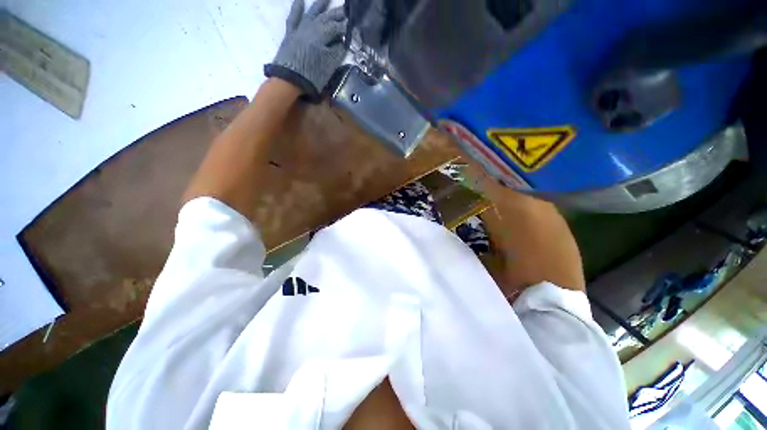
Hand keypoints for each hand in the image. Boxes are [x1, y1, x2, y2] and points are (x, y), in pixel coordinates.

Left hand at [265, 0, 347, 102]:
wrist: (289, 80)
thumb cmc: (312, 74)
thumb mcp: (329, 65)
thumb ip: (338, 51)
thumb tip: (344, 42)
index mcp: (322, 34)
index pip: (337, 28)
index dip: (346, 28)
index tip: (354, 27)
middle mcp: (311, 27)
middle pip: (326, 18)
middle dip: (337, 14)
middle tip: (346, 9)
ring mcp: (300, 29)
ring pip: (312, 13)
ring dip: (320, 5)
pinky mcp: (290, 34)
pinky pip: (293, 18)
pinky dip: (296, 8)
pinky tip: (299, 0)